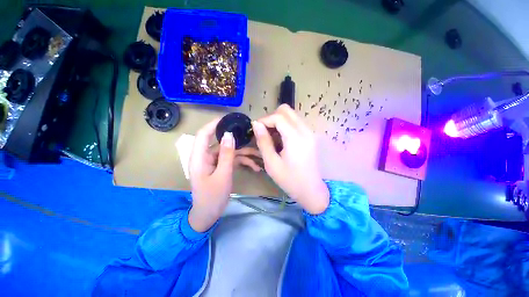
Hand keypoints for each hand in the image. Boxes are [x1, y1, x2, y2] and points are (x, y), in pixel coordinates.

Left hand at [188, 118, 261, 231]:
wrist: (208, 215)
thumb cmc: (212, 197)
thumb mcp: (222, 175)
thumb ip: (226, 154)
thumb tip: (229, 135)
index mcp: (199, 157)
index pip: (203, 134)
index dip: (214, 124)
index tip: (228, 119)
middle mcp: (205, 157)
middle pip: (220, 143)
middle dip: (237, 141)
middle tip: (251, 137)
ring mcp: (213, 162)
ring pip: (229, 152)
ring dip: (244, 154)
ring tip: (259, 156)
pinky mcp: (220, 167)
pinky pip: (231, 160)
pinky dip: (242, 162)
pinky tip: (254, 167)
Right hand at [252, 104, 329, 214]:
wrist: (311, 190)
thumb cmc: (289, 180)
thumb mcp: (272, 163)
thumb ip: (263, 141)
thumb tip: (256, 124)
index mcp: (295, 138)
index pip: (278, 116)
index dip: (264, 120)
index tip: (256, 129)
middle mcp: (305, 130)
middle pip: (286, 110)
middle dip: (272, 117)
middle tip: (264, 132)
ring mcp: (309, 132)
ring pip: (291, 115)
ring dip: (279, 121)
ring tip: (272, 137)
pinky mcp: (310, 136)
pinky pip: (295, 122)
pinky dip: (285, 126)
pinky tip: (281, 139)